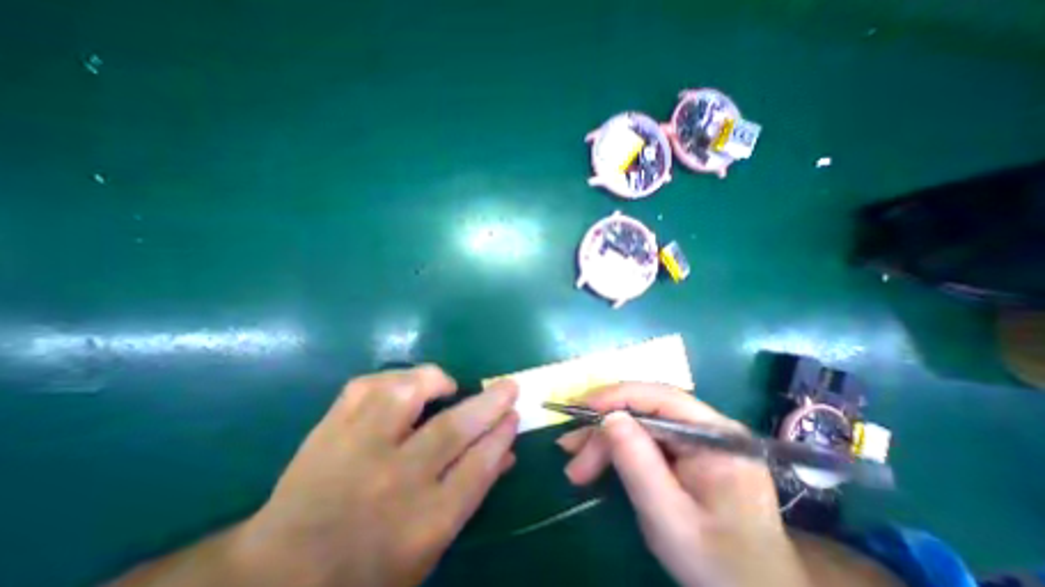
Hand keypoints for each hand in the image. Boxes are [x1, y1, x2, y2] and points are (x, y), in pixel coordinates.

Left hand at [232, 364, 516, 584]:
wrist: (274, 581)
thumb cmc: (366, 572)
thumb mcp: (431, 547)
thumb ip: (471, 493)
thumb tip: (505, 451)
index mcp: (420, 525)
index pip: (477, 468)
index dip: (501, 435)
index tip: (514, 415)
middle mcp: (392, 483)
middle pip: (451, 430)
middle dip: (489, 404)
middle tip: (508, 386)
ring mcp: (356, 452)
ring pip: (404, 397)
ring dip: (434, 381)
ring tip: (448, 384)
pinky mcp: (329, 431)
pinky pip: (365, 388)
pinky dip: (391, 378)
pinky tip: (403, 384)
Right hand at [559, 383, 810, 586]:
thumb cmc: (718, 565)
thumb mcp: (671, 519)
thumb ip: (638, 464)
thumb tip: (608, 417)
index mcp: (715, 435)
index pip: (659, 397)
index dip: (616, 397)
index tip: (580, 408)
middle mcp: (706, 426)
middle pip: (643, 410)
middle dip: (603, 429)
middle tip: (570, 452)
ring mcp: (694, 436)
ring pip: (638, 423)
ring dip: (604, 440)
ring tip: (576, 466)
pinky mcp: (683, 449)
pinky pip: (642, 438)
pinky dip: (616, 449)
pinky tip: (597, 463)